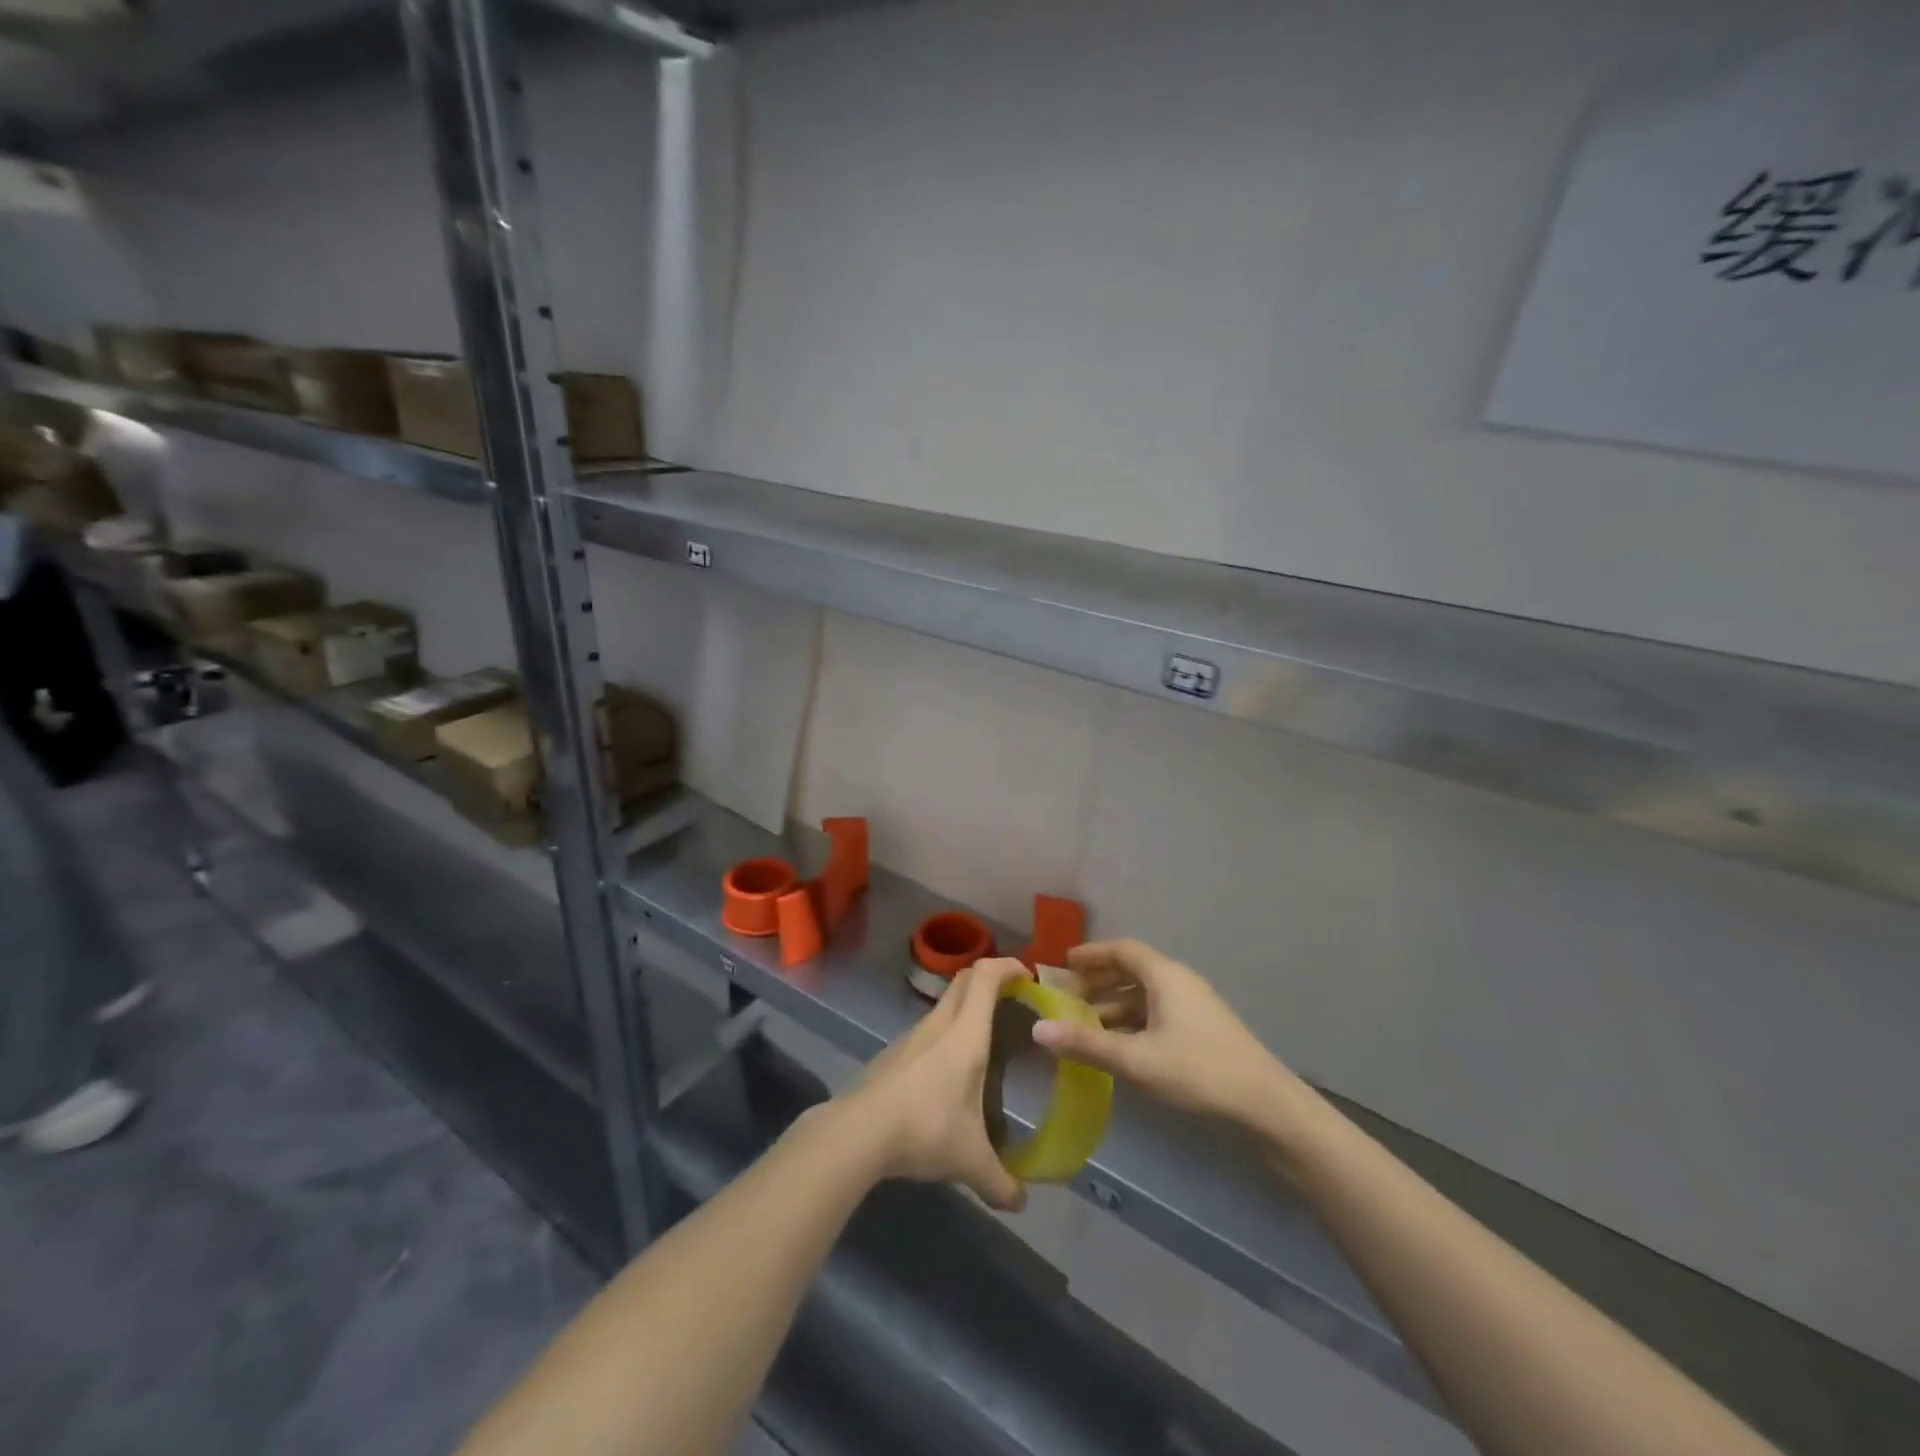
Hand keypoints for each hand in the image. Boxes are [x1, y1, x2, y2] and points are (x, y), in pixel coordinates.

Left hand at [834, 957, 1029, 1212]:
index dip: (1007, 966)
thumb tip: (1020, 1202)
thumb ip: (999, 1181)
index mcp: (966, 1033)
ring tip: (986, 1039)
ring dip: (966, 1007)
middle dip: (990, 979)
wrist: (857, 1132)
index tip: (1028, 976)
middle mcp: (940, 1023)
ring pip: (945, 1004)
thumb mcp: (970, 1160)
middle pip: (965, 979)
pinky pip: (928, 1029)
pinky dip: (946, 1033)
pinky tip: (950, 1072)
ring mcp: (912, 1035)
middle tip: (1013, 1001)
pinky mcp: (894, 1053)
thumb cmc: (925, 1129)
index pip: (986, 975)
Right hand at [1032, 939, 1305, 1130]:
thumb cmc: (1198, 1072)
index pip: (1122, 950)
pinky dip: (1133, 1021)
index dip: (1091, 954)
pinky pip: (1158, 1012)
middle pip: (1132, 970)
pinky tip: (1120, 1047)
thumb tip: (1038, 1029)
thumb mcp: (1136, 1060)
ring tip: (1086, 1025)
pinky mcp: (1202, 1030)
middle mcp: (1179, 982)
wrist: (1267, 1106)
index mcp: (1164, 976)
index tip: (1063, 963)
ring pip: (1145, 994)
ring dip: (1115, 1005)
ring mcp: (1194, 1006)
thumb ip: (1087, 1044)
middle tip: (1068, 996)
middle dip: (1099, 981)